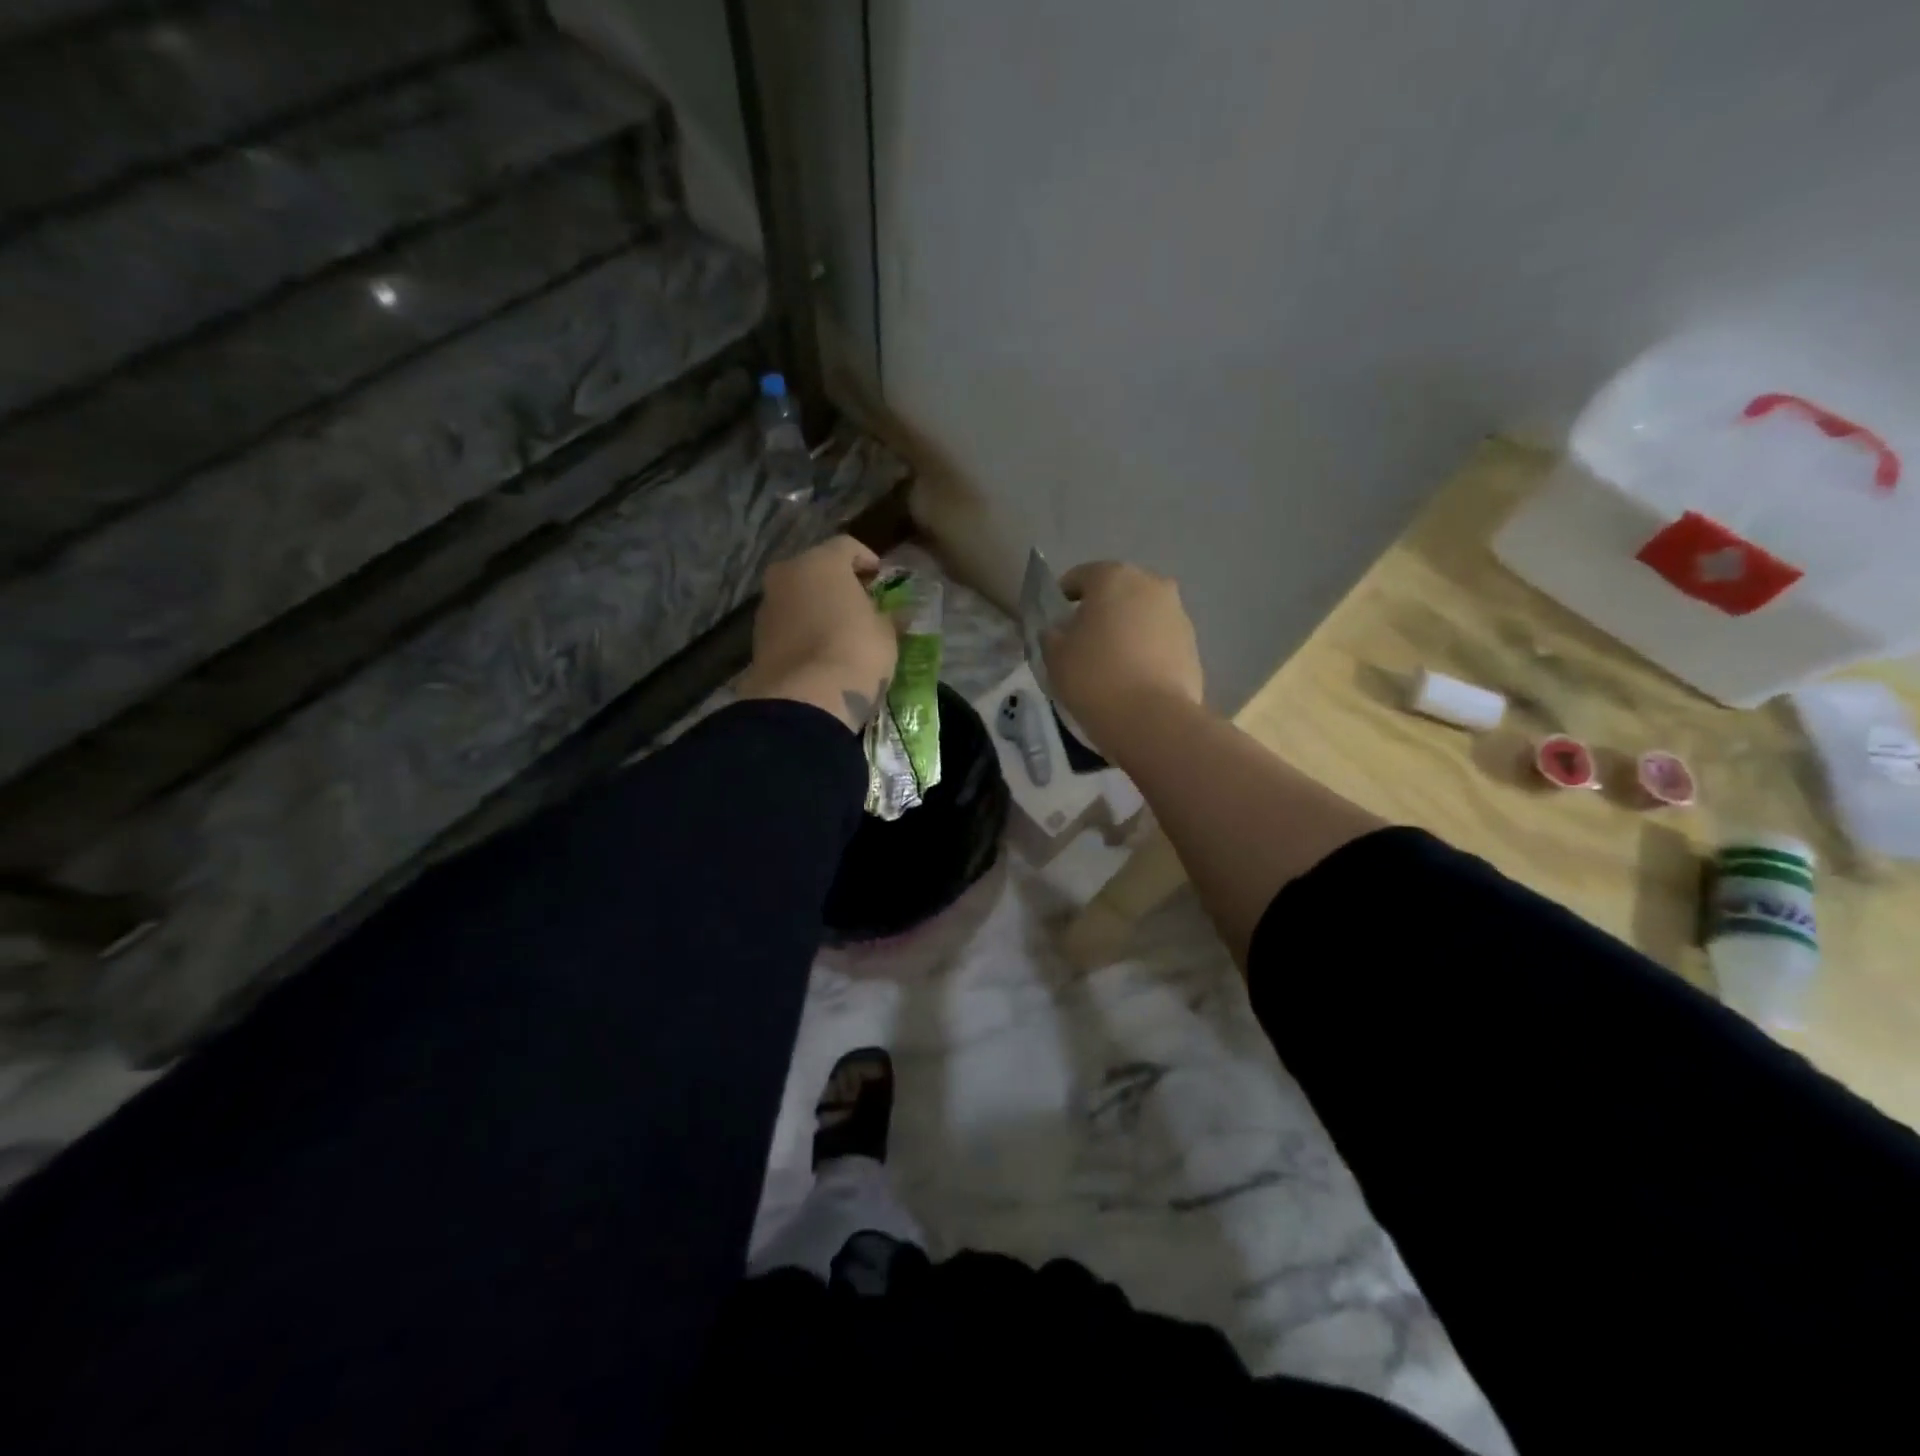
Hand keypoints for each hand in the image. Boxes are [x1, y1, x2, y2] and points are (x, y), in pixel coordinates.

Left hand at [740, 535, 897, 732]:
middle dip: (838, 583)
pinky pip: (787, 623)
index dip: (867, 560)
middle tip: (860, 603)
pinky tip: (820, 650)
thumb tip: (896, 614)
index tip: (880, 579)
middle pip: (816, 569)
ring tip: (839, 630)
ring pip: (797, 595)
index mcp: (821, 561)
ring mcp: (767, 605)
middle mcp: (787, 573)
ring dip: (817, 606)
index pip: (847, 546)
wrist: (806, 699)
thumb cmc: (856, 652)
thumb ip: (888, 616)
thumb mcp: (886, 634)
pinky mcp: (757, 637)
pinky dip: (802, 629)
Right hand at [1042, 561, 1202, 745]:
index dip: (1063, 597)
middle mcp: (1151, 585)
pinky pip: (1160, 641)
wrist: (1152, 718)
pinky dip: (1146, 651)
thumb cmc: (1094, 677)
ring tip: (1110, 662)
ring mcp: (1178, 614)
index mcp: (1114, 577)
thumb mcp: (1055, 655)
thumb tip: (1059, 631)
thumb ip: (1052, 634)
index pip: (1081, 577)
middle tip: (1083, 641)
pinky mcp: (1193, 645)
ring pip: (1142, 616)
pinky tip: (1133, 678)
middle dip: (1100, 610)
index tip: (1055, 622)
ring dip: (1127, 630)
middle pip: (1118, 592)